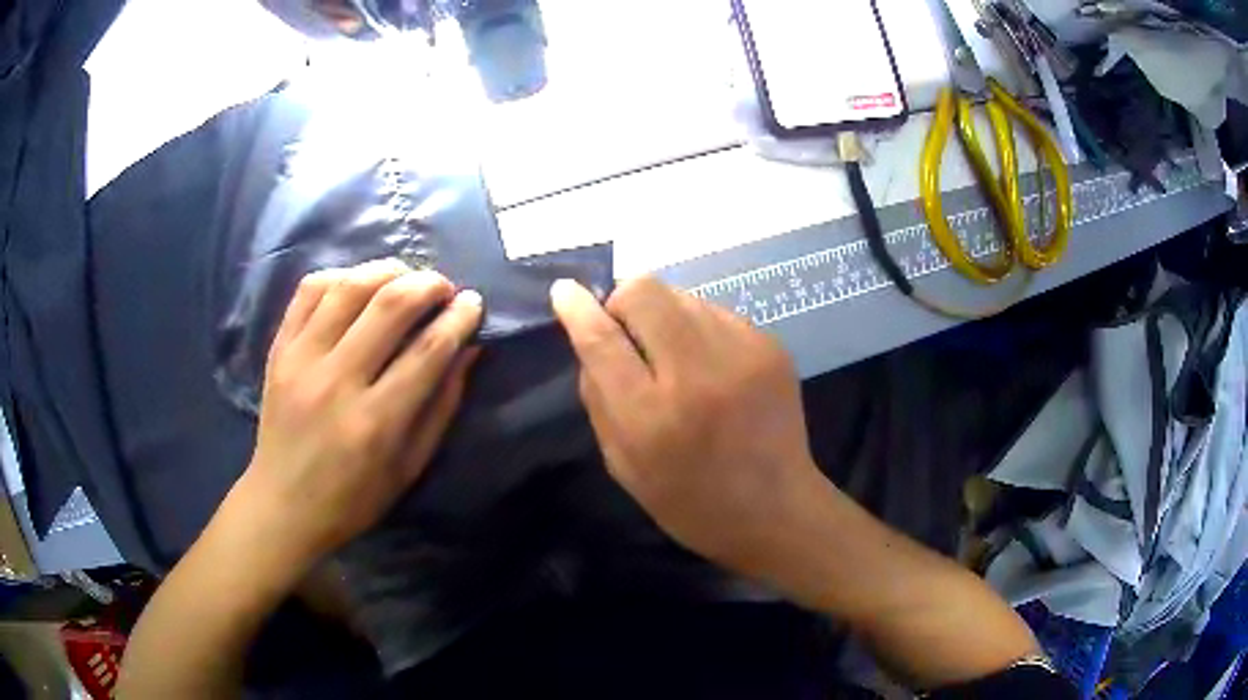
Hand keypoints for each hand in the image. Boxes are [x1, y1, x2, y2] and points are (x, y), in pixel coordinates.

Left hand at [237, 259, 482, 566]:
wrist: (284, 505)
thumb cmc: (354, 498)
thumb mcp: (410, 468)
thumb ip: (441, 407)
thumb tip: (467, 349)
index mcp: (376, 422)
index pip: (428, 351)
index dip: (459, 318)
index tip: (473, 302)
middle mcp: (337, 382)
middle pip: (390, 306)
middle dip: (428, 284)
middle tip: (443, 286)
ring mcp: (301, 361)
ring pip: (349, 287)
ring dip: (387, 270)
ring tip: (405, 276)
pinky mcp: (278, 350)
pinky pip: (309, 291)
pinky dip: (340, 276)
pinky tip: (357, 285)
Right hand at [550, 277, 822, 570]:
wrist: (777, 510)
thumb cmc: (690, 501)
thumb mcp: (624, 463)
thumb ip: (599, 397)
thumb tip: (588, 332)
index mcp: (652, 416)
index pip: (602, 339)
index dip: (578, 310)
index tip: (564, 292)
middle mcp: (699, 373)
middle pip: (645, 292)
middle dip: (625, 303)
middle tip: (629, 335)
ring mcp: (743, 353)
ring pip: (682, 295)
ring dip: (664, 316)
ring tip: (674, 357)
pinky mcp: (772, 346)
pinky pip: (716, 313)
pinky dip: (698, 329)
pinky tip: (710, 367)